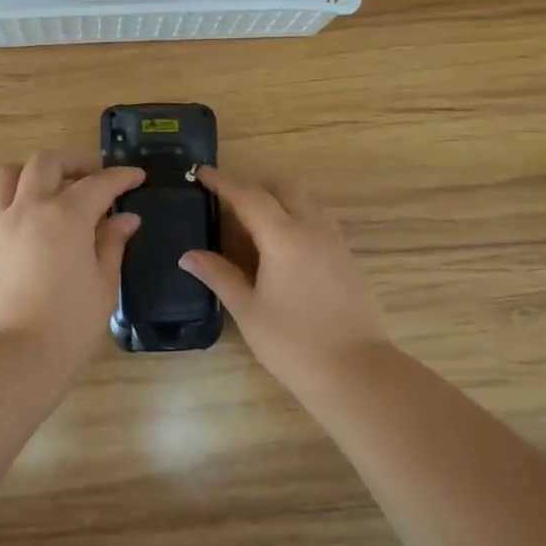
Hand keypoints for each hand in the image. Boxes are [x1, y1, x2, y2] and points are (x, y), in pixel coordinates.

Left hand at [0, 151, 144, 373]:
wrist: (15, 355)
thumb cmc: (70, 323)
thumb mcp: (104, 283)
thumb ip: (113, 243)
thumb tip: (125, 218)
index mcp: (66, 215)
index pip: (99, 183)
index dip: (121, 176)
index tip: (136, 176)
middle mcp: (28, 207)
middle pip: (47, 162)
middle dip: (73, 162)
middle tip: (91, 178)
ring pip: (7, 174)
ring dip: (31, 174)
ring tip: (48, 191)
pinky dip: (9, 202)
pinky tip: (23, 223)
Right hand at [179, 169, 389, 391]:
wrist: (356, 371)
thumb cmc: (293, 343)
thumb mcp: (248, 310)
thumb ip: (219, 275)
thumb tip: (189, 255)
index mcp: (284, 236)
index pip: (248, 196)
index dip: (223, 182)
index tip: (202, 174)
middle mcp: (313, 228)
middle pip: (284, 188)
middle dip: (255, 186)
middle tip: (229, 203)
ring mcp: (336, 241)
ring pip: (306, 202)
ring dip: (280, 201)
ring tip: (254, 226)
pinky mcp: (348, 258)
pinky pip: (320, 221)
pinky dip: (297, 219)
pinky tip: (283, 249)